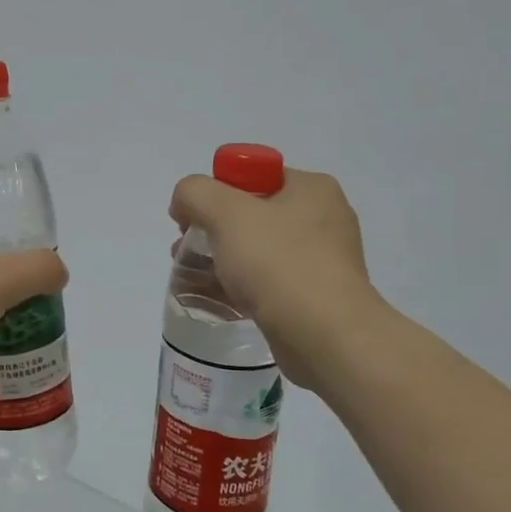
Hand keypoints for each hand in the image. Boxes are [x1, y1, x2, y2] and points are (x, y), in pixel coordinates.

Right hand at [168, 167, 379, 389]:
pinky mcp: (314, 296)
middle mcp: (322, 218)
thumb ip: (195, 193)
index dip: (215, 191)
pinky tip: (213, 298)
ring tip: (190, 276)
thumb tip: (185, 203)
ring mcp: (321, 260)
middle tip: (185, 248)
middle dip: (211, 229)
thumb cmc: (278, 264)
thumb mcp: (226, 213)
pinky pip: (266, 282)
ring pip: (256, 250)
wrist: (325, 336)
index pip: (252, 174)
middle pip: (250, 213)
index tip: (192, 218)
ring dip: (220, 259)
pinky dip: (238, 286)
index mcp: (311, 189)